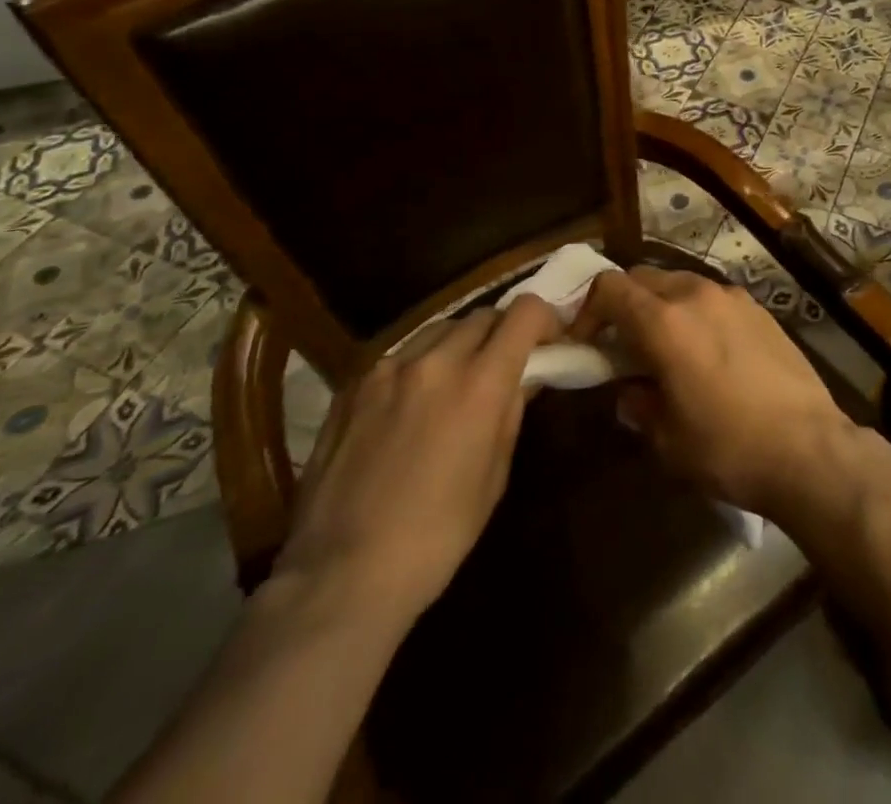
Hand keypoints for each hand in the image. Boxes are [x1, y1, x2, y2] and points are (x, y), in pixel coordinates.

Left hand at [271, 295, 559, 625]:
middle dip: (503, 333)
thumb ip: (511, 412)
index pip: (525, 312)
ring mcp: (387, 369)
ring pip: (439, 329)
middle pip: (483, 316)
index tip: (549, 343)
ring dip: (459, 345)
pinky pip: (399, 356)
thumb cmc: (437, 536)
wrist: (341, 576)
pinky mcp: (352, 386)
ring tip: (456, 382)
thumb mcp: (494, 475)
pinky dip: (419, 366)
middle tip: (505, 366)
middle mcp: (435, 361)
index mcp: (479, 383)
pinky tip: (411, 405)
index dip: (545, 319)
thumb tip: (524, 377)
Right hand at [573, 267, 854, 516]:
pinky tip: (707, 351)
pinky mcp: (760, 309)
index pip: (610, 288)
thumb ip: (639, 404)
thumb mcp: (667, 440)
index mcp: (665, 322)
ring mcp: (733, 297)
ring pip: (681, 283)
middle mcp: (697, 295)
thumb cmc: (728, 447)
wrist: (809, 448)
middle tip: (622, 345)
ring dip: (662, 306)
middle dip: (624, 304)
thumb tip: (631, 390)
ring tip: (666, 348)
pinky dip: (696, 312)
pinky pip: (713, 298)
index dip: (587, 310)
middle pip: (644, 277)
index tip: (585, 342)